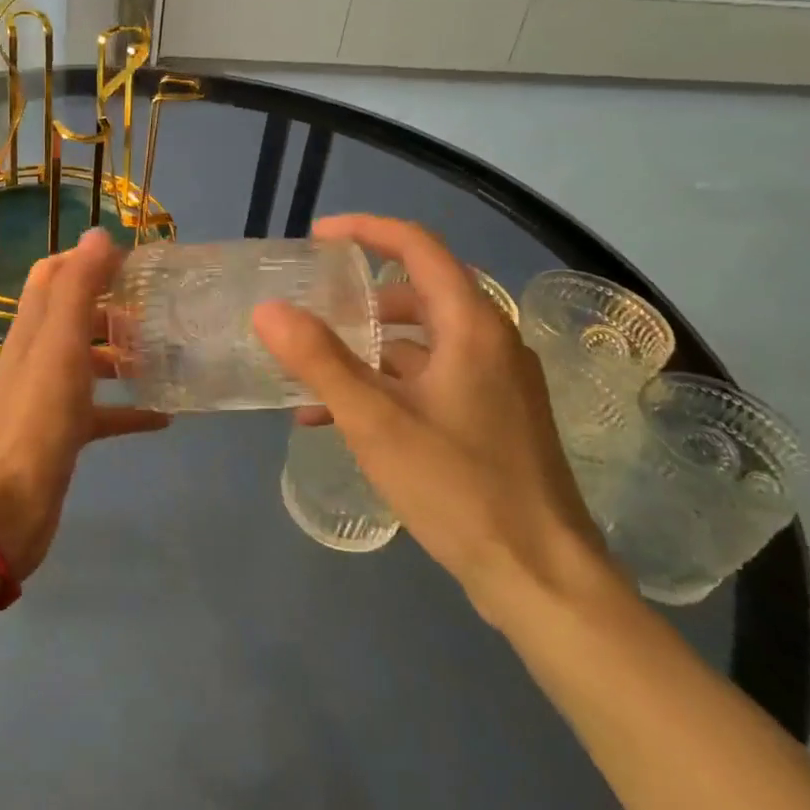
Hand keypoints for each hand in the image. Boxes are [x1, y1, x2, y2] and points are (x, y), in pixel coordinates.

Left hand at [0, 228, 167, 579]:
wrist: (1, 508)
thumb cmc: (35, 420)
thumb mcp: (59, 346)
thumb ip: (77, 289)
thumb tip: (98, 233)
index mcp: (33, 328)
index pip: (54, 274)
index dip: (89, 260)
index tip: (135, 261)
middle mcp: (38, 355)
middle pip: (75, 316)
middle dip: (115, 307)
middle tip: (161, 309)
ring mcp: (49, 396)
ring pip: (89, 362)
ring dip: (123, 354)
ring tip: (167, 355)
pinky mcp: (63, 434)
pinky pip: (102, 412)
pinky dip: (129, 408)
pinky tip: (164, 416)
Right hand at [252, 215, 606, 623]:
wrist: (542, 579)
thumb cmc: (459, 488)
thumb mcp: (375, 421)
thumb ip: (319, 361)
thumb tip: (268, 309)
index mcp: (473, 325)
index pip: (418, 247)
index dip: (366, 230)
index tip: (317, 236)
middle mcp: (491, 341)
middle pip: (418, 293)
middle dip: (358, 298)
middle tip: (311, 307)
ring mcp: (497, 382)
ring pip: (422, 341)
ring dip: (367, 349)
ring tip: (313, 373)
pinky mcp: (493, 417)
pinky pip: (432, 379)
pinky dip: (387, 385)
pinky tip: (340, 420)